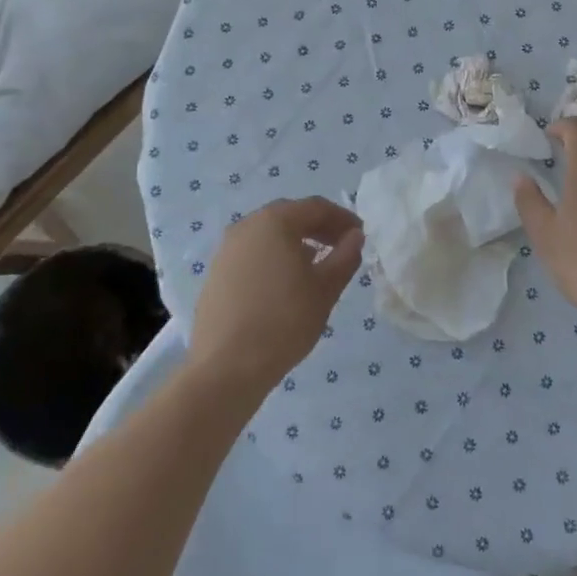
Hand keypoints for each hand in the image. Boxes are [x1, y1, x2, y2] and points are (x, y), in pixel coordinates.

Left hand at [188, 196, 363, 395]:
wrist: (226, 368)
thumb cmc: (284, 321)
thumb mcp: (326, 289)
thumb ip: (345, 256)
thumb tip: (355, 236)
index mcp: (275, 221)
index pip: (316, 207)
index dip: (343, 218)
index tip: (360, 235)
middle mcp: (246, 226)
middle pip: (290, 216)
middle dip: (319, 228)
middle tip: (341, 247)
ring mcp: (226, 250)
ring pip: (269, 235)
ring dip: (295, 243)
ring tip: (315, 266)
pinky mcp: (216, 274)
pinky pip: (252, 254)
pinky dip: (273, 258)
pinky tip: (284, 284)